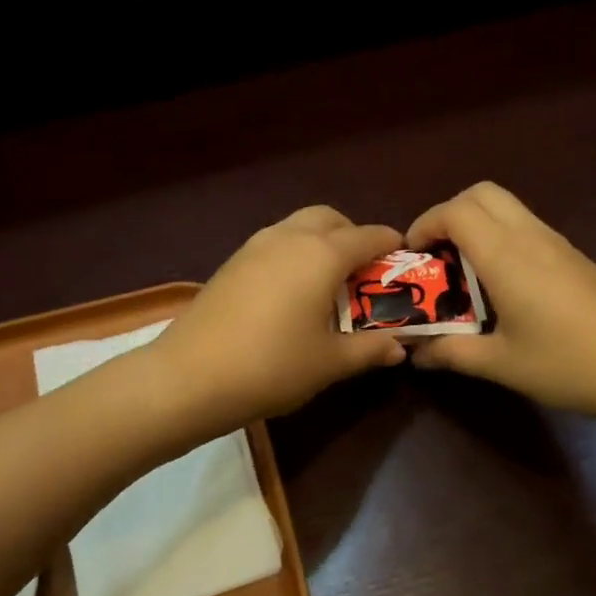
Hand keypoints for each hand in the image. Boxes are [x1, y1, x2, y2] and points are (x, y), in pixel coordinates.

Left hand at [148, 206, 408, 432]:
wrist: (190, 376)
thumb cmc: (272, 366)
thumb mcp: (329, 363)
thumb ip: (369, 349)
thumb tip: (399, 348)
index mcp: (322, 255)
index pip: (368, 237)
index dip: (391, 245)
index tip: (405, 259)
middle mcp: (289, 238)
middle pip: (330, 219)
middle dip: (353, 235)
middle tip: (363, 272)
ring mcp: (254, 246)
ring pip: (298, 227)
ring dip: (321, 242)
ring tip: (328, 283)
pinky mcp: (231, 263)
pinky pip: (275, 244)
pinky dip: (294, 254)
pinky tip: (291, 293)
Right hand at [405, 182, 595, 429]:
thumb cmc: (568, 364)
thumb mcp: (501, 364)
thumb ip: (452, 353)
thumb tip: (416, 354)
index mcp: (506, 256)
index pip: (455, 211)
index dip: (424, 225)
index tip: (412, 258)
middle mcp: (530, 236)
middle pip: (481, 193)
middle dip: (448, 214)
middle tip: (436, 256)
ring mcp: (556, 243)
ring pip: (506, 207)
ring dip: (476, 225)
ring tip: (462, 272)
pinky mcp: (573, 256)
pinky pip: (525, 227)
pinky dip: (500, 238)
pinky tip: (500, 286)